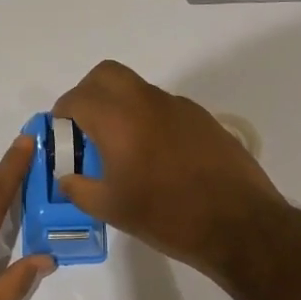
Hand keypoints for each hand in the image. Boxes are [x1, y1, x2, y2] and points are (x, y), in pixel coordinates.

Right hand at [53, 60, 282, 273]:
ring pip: (138, 90)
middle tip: (86, 128)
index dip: (62, 113)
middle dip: (89, 94)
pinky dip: (148, 120)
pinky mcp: (203, 120)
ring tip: (121, 149)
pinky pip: (164, 107)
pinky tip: (156, 158)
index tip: (61, 134)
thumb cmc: (167, 216)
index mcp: (119, 120)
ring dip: (120, 107)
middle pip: (107, 75)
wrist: (239, 224)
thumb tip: (67, 178)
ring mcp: (180, 107)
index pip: (78, 97)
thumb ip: (80, 189)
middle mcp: (147, 102)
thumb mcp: (112, 209)